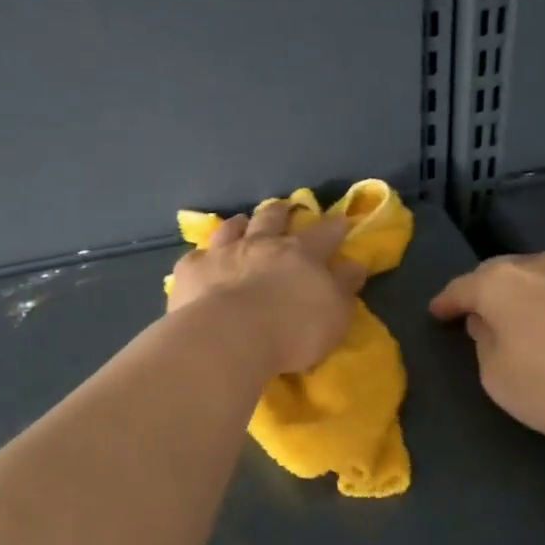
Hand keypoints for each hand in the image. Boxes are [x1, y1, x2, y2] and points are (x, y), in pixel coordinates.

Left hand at [168, 202, 366, 373]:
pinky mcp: (192, 270)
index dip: (335, 226)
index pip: (324, 233)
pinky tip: (201, 260)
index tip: (341, 219)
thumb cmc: (291, 330)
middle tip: (283, 208)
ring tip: (241, 221)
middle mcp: (261, 244)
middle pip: (272, 219)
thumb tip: (352, 264)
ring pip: (232, 228)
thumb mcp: (333, 314)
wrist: (228, 337)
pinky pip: (196, 256)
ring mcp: (223, 253)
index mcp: (300, 253)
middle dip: (280, 212)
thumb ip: (343, 287)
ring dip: (239, 223)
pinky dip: (202, 256)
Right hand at [429, 252, 544, 456]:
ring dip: (530, 297)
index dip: (445, 303)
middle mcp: (541, 264)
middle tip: (481, 317)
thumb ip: (484, 343)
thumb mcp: (498, 378)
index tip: (437, 314)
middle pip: (502, 274)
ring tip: (531, 325)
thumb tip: (490, 324)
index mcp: (502, 282)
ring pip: (543, 278)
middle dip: (487, 293)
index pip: (461, 288)